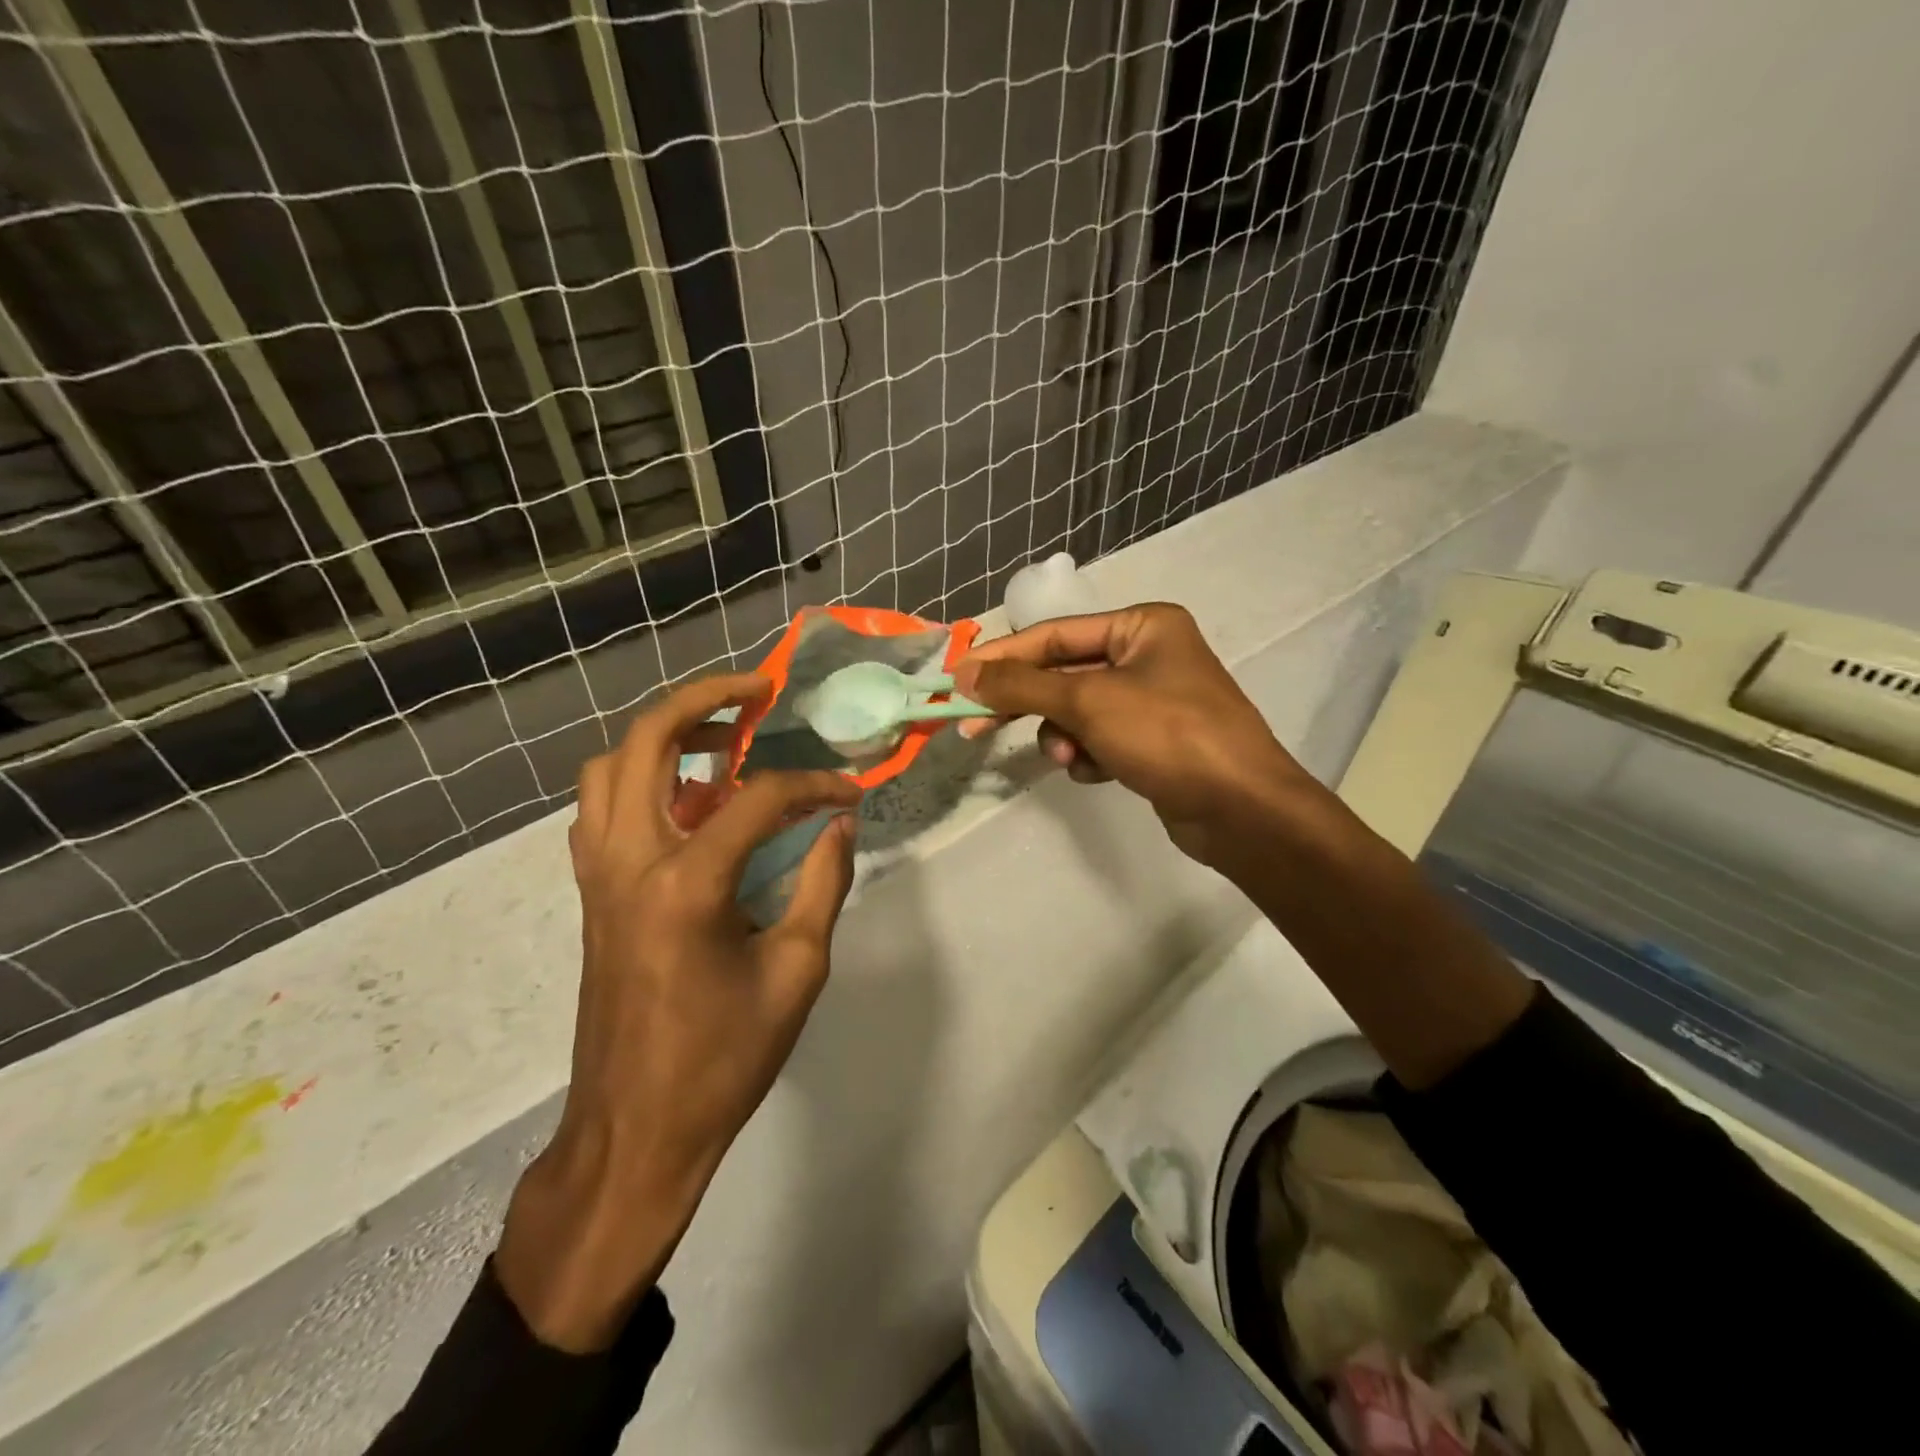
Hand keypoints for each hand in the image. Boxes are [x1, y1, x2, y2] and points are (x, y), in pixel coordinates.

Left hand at [496, 673, 861, 1350]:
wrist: (634, 1131)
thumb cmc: (722, 1060)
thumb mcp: (797, 972)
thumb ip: (823, 883)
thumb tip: (838, 822)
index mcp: (686, 884)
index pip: (757, 798)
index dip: (812, 784)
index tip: (849, 791)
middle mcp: (629, 860)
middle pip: (647, 741)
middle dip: (704, 699)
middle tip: (757, 690)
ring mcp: (598, 875)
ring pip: (608, 767)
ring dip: (663, 734)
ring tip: (721, 733)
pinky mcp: (591, 893)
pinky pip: (602, 808)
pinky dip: (640, 779)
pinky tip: (689, 798)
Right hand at [953, 604, 1320, 869]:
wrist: (1242, 810)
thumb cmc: (1167, 735)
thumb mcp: (1087, 701)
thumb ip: (1022, 685)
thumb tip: (965, 673)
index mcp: (1142, 626)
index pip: (1054, 635)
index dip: (1003, 658)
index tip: (957, 681)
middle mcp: (1149, 655)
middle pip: (1064, 674)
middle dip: (1028, 704)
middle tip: (975, 727)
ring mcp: (1154, 701)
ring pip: (1079, 712)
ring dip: (1065, 736)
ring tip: (1073, 759)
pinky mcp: (1154, 741)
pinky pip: (1101, 739)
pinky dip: (1092, 755)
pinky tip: (1103, 772)